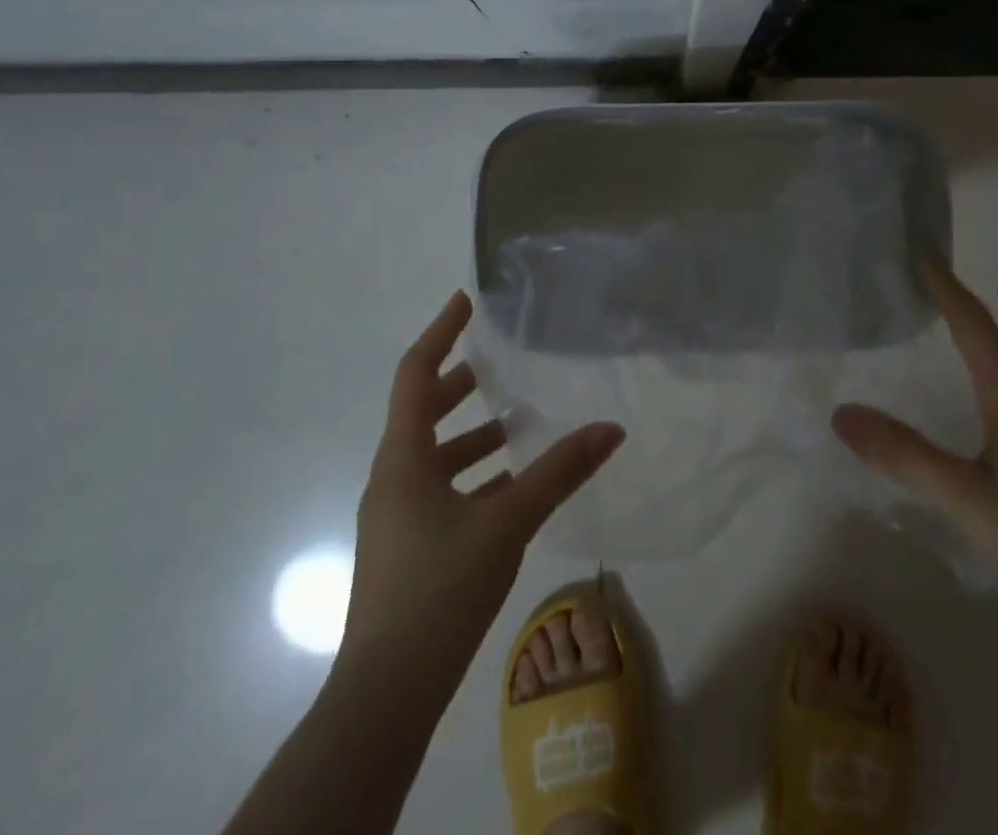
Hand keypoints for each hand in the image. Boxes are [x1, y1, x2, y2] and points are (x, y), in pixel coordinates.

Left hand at [338, 291, 623, 685]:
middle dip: (460, 382)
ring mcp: (396, 517)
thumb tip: (612, 428)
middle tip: (501, 360)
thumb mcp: (507, 522)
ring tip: (518, 421)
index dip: (441, 332)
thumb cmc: (438, 589)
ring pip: (434, 455)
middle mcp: (393, 478)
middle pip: (422, 411)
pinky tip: (511, 486)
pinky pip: (441, 491)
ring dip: (471, 434)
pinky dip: (472, 476)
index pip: (415, 374)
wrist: (385, 696)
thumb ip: (560, 472)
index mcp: (403, 458)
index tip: (467, 301)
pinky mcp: (407, 548)